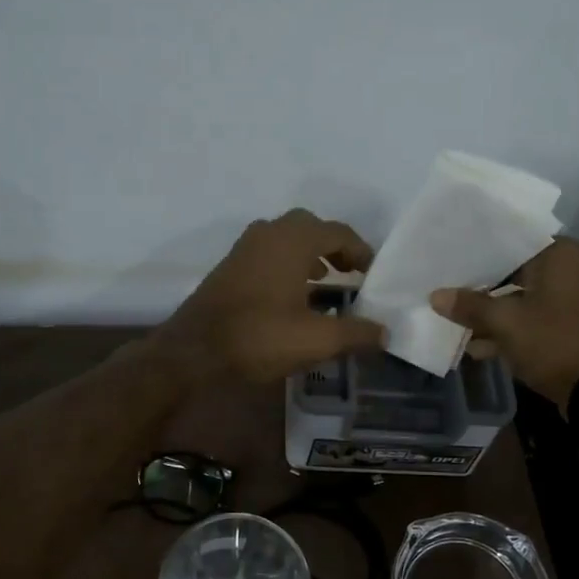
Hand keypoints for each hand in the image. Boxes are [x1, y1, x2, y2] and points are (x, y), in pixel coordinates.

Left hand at [157, 209, 387, 384]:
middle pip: (311, 227)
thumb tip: (385, 332)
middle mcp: (269, 233)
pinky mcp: (230, 266)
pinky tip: (293, 295)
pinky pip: (268, 252)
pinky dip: (288, 263)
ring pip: (287, 238)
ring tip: (326, 282)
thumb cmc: (259, 337)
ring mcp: (245, 248)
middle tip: (351, 272)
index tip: (373, 273)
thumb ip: (356, 333)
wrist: (194, 351)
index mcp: (293, 240)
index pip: (338, 232)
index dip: (361, 251)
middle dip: (334, 247)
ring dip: (310, 254)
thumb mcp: (316, 340)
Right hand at [430, 238, 578, 414]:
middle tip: (446, 286)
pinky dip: (509, 329)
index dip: (477, 253)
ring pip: (521, 298)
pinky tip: (477, 346)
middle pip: (514, 272)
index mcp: (561, 254)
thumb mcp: (505, 322)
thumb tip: (435, 296)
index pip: (510, 242)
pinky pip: (532, 319)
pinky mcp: (569, 326)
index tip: (449, 258)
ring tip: (454, 320)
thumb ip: (469, 306)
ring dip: (492, 313)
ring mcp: (572, 300)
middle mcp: (571, 269)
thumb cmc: (553, 341)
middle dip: (481, 287)